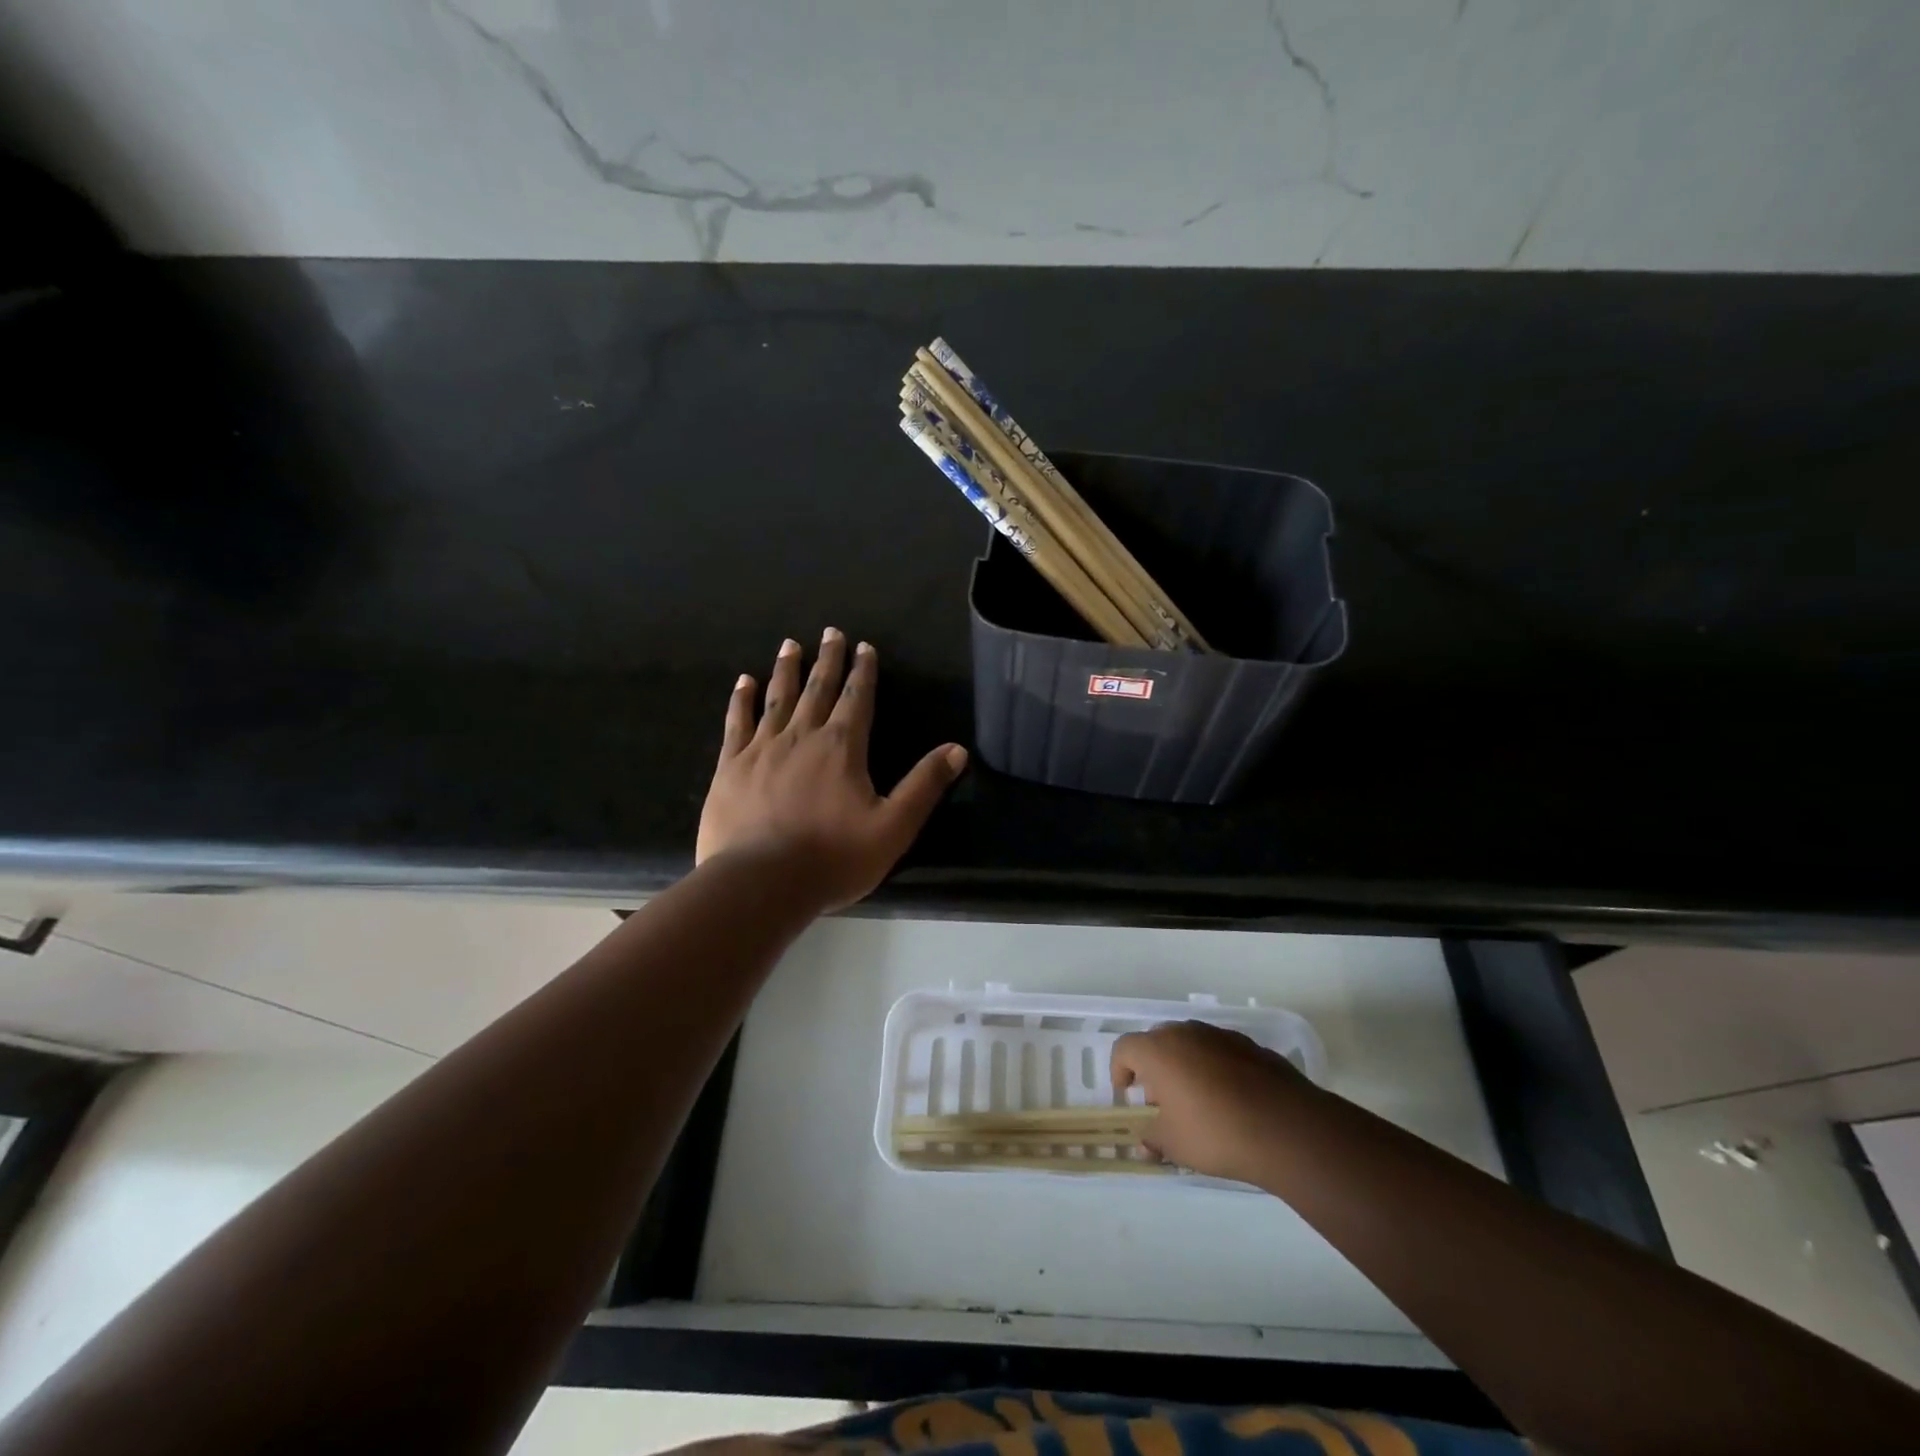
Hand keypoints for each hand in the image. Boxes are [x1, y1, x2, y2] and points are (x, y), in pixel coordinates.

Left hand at [696, 629, 968, 911]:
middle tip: (830, 632)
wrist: (760, 883)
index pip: (857, 699)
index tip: (864, 646)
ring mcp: (762, 749)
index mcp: (842, 748)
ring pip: (777, 698)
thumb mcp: (893, 827)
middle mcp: (802, 736)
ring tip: (790, 644)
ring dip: (787, 670)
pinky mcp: (730, 766)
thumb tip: (958, 750)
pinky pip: (737, 722)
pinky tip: (744, 682)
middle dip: (827, 660)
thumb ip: (924, 786)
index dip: (863, 672)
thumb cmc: (833, 858)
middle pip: (818, 689)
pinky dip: (742, 699)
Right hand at [1110, 1021, 1314, 1183]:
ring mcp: (1221, 1035)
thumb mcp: (1175, 1145)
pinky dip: (1216, 1068)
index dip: (1120, 1069)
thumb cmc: (1217, 1133)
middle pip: (1158, 1041)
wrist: (1287, 1128)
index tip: (1127, 1093)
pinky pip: (1220, 1052)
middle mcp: (1186, 1032)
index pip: (1125, 1048)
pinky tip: (1231, 1101)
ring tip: (1198, 1102)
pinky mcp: (1251, 1046)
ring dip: (1185, 1066)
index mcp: (1159, 1050)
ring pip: (1191, 1044)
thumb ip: (1154, 1139)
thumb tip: (1146, 1142)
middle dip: (1154, 1067)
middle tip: (1161, 1100)